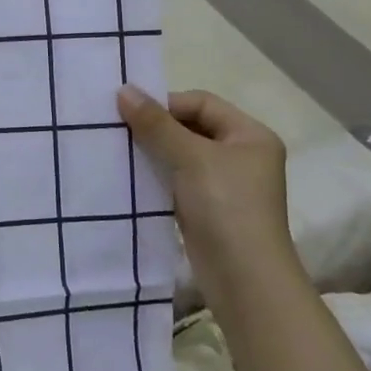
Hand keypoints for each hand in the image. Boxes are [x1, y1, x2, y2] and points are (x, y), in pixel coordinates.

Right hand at [117, 85, 296, 299]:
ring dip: (154, 152)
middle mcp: (242, 155)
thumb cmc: (226, 206)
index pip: (202, 103)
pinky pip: (178, 180)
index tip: (129, 112)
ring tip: (121, 151)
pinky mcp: (209, 209)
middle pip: (192, 127)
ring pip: (182, 155)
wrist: (245, 280)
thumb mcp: (190, 158)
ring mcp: (226, 185)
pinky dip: (158, 176)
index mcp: (251, 135)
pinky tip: (132, 177)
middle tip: (119, 129)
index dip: (166, 104)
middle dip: (157, 128)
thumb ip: (156, 123)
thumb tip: (123, 90)